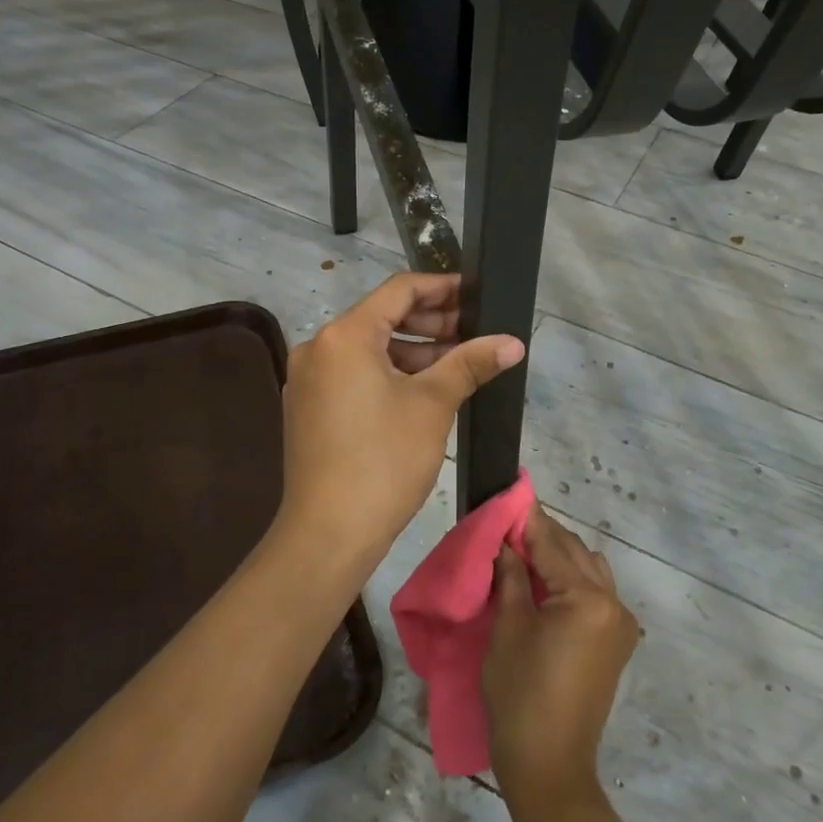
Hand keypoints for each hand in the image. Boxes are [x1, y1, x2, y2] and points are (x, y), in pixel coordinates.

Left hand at [278, 273, 523, 569]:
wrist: (328, 533)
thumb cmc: (384, 460)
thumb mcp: (433, 405)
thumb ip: (471, 363)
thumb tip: (513, 341)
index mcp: (345, 335)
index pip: (399, 290)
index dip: (441, 288)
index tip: (475, 294)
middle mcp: (319, 347)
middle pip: (381, 318)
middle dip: (431, 324)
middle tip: (474, 333)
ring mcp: (308, 380)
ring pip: (368, 350)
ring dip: (412, 352)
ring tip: (457, 363)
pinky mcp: (308, 408)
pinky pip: (353, 374)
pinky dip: (388, 374)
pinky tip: (422, 390)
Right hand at [483, 510, 640, 813]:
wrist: (549, 765)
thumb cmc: (520, 694)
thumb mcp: (508, 628)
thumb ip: (512, 576)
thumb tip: (506, 541)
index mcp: (588, 598)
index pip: (552, 544)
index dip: (527, 520)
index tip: (508, 496)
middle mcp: (613, 603)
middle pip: (574, 552)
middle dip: (542, 536)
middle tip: (507, 526)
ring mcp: (620, 624)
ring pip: (589, 569)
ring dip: (559, 556)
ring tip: (522, 554)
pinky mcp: (616, 642)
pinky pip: (596, 593)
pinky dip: (572, 580)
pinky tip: (544, 583)